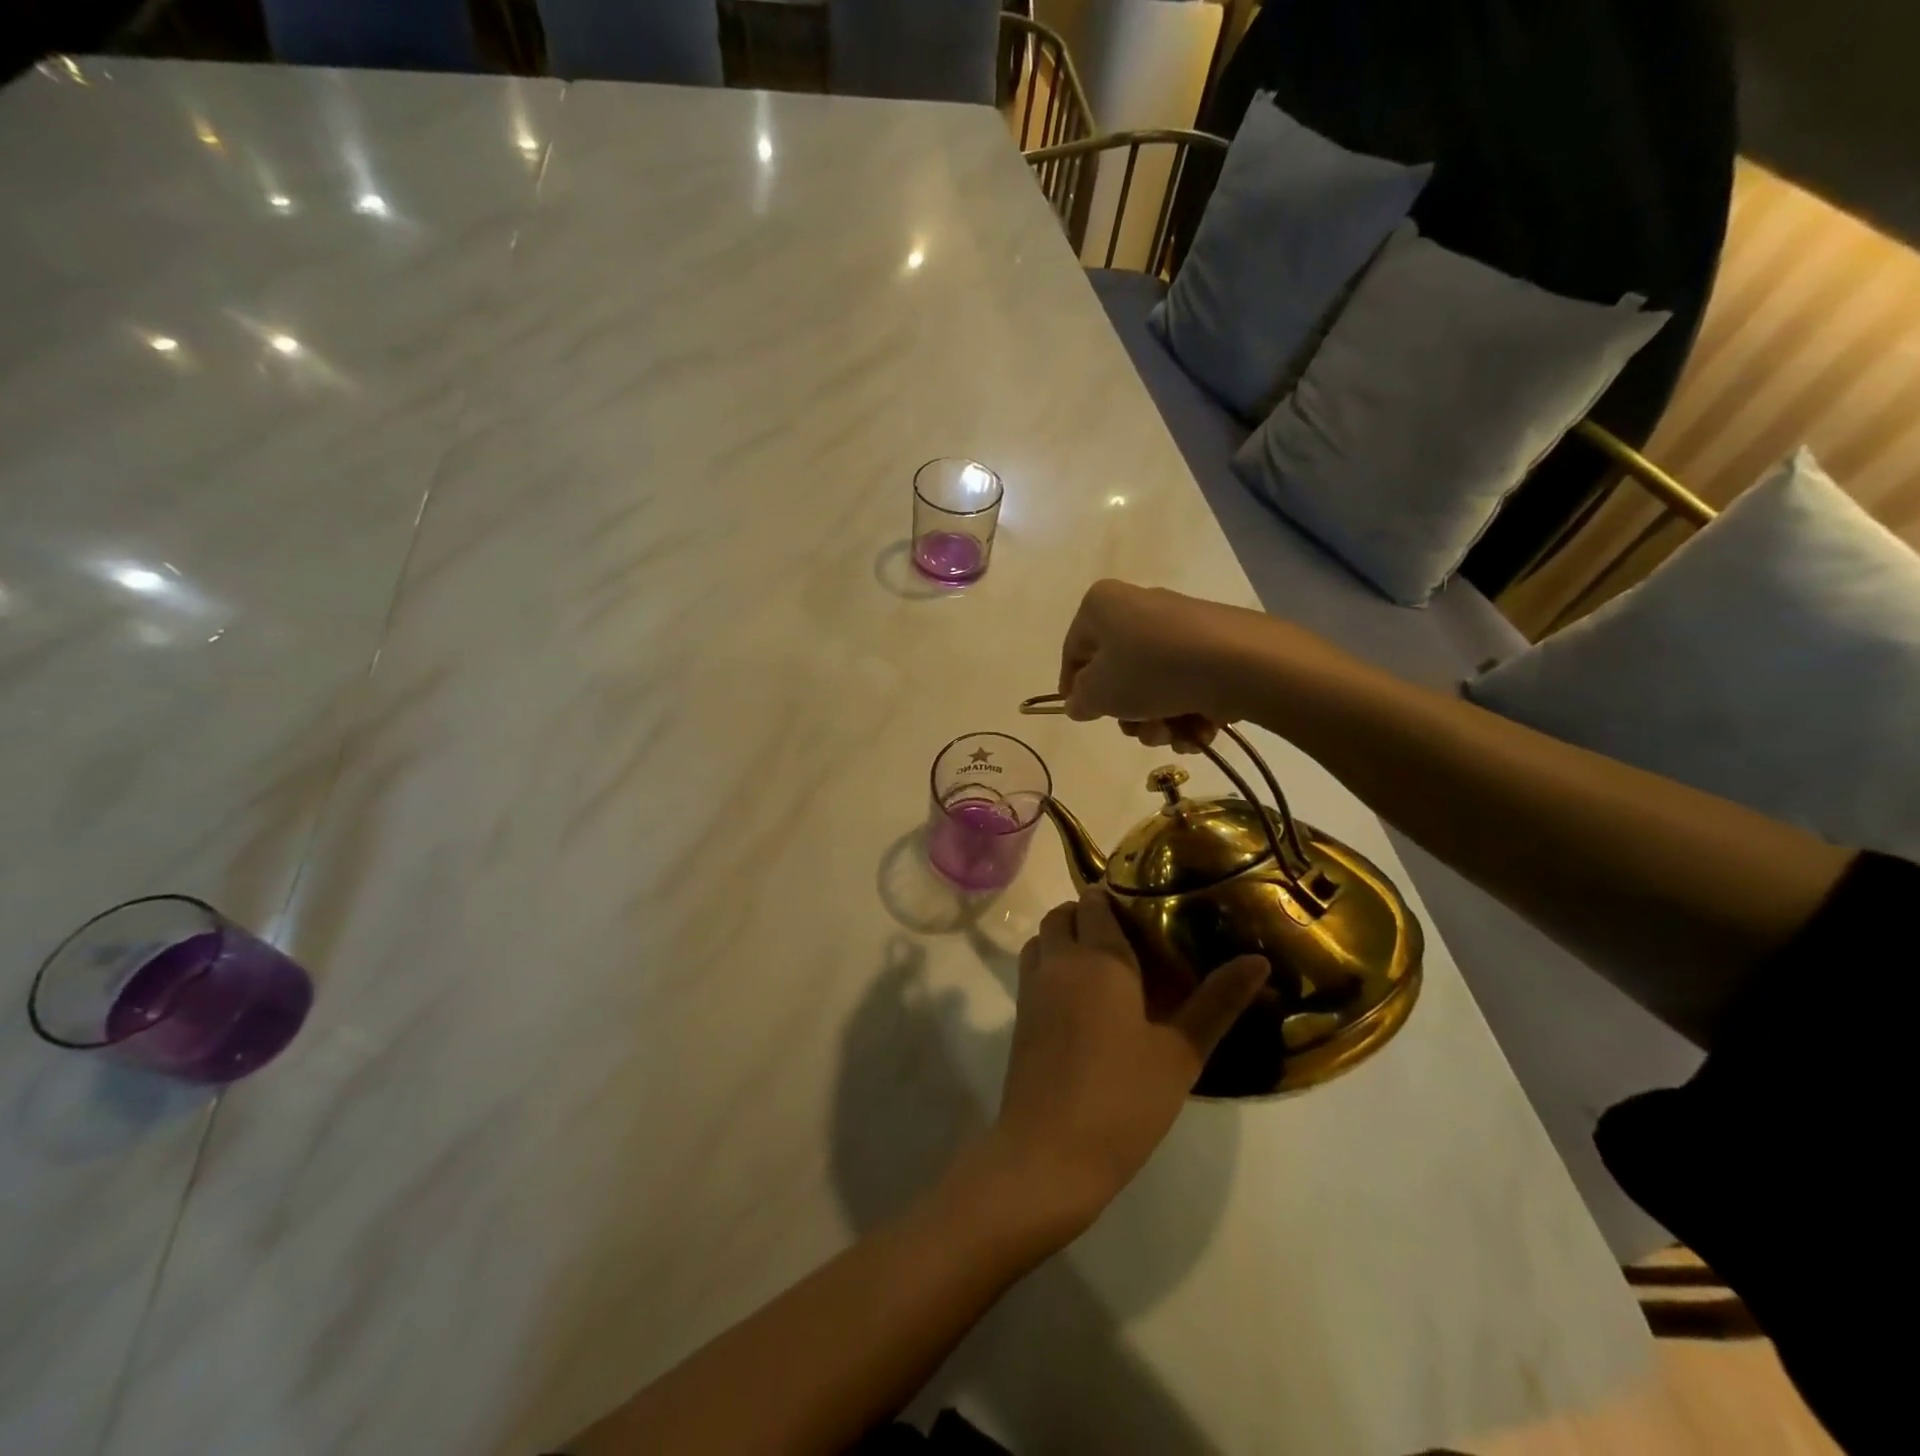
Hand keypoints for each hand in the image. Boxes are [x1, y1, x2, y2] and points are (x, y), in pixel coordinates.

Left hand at [984, 888, 1268, 1231]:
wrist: (1049, 1152)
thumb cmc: (1123, 1099)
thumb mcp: (1181, 1053)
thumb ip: (1217, 1002)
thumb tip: (1258, 961)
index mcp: (1099, 957)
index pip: (1097, 902)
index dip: (1116, 897)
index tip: (1146, 908)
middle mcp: (1059, 960)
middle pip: (1064, 914)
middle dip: (1089, 914)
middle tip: (1129, 939)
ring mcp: (1032, 987)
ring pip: (1043, 939)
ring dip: (1065, 937)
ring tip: (1104, 967)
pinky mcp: (1019, 1016)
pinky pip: (1033, 968)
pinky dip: (1051, 964)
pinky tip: (1081, 1001)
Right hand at [1058, 580, 1276, 750]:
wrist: (1239, 663)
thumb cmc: (1151, 670)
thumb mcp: (1100, 693)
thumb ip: (1081, 700)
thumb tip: (1079, 702)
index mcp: (1102, 606)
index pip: (1074, 650)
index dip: (1073, 688)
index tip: (1083, 715)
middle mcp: (1139, 608)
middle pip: (1119, 673)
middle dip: (1128, 714)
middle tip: (1137, 731)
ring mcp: (1180, 627)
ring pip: (1154, 685)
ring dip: (1158, 721)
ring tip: (1172, 734)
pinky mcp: (1214, 647)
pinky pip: (1187, 684)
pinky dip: (1188, 713)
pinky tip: (1198, 731)